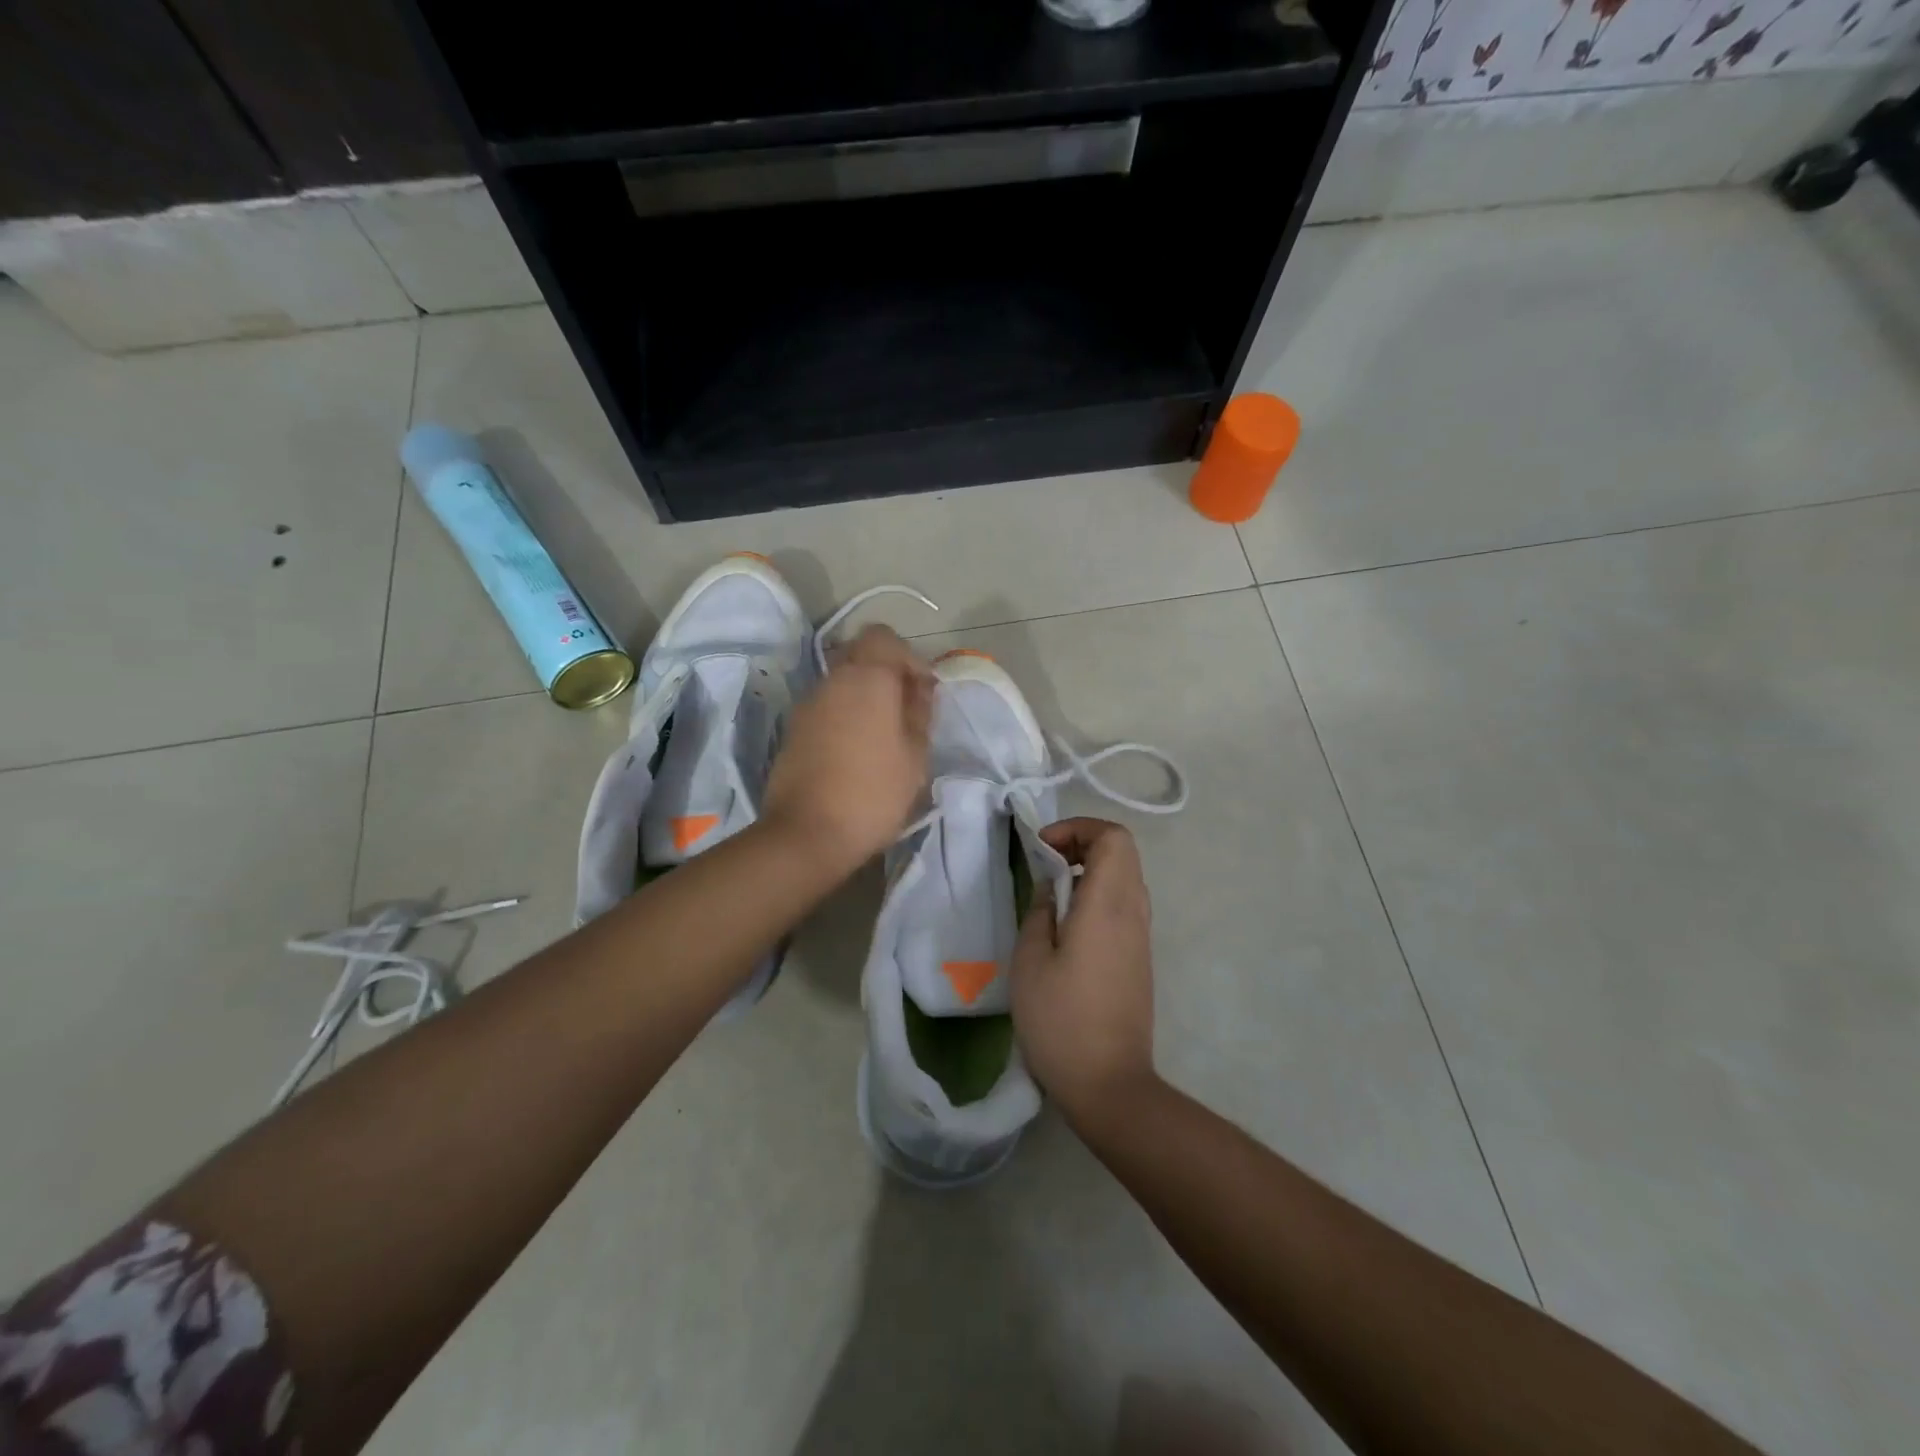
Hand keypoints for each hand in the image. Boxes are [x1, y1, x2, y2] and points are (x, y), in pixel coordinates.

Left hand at [762, 626, 932, 870]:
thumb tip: (919, 687)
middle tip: (907, 714)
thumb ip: (919, 712)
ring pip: (842, 683)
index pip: (884, 636)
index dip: (907, 657)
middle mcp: (832, 680)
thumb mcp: (915, 755)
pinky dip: (845, 717)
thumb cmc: (873, 793)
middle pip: (860, 656)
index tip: (922, 692)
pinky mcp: (794, 730)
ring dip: (865, 698)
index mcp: (866, 678)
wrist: (806, 834)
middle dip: (887, 676)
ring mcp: (808, 705)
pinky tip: (858, 753)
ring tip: (885, 738)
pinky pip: (827, 708)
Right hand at [1011, 817, 1157, 1127]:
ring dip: (1091, 870)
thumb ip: (1040, 911)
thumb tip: (1051, 888)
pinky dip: (1099, 895)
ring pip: (1126, 877)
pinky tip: (1068, 926)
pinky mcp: (1140, 957)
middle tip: (1044, 864)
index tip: (1042, 849)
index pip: (1113, 837)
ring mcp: (1141, 936)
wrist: (1110, 1084)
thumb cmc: (1061, 1021)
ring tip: (1052, 894)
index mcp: (1108, 905)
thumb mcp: (1030, 961)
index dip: (1078, 829)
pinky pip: (1125, 904)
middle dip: (1082, 844)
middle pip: (1122, 851)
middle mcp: (1134, 911)